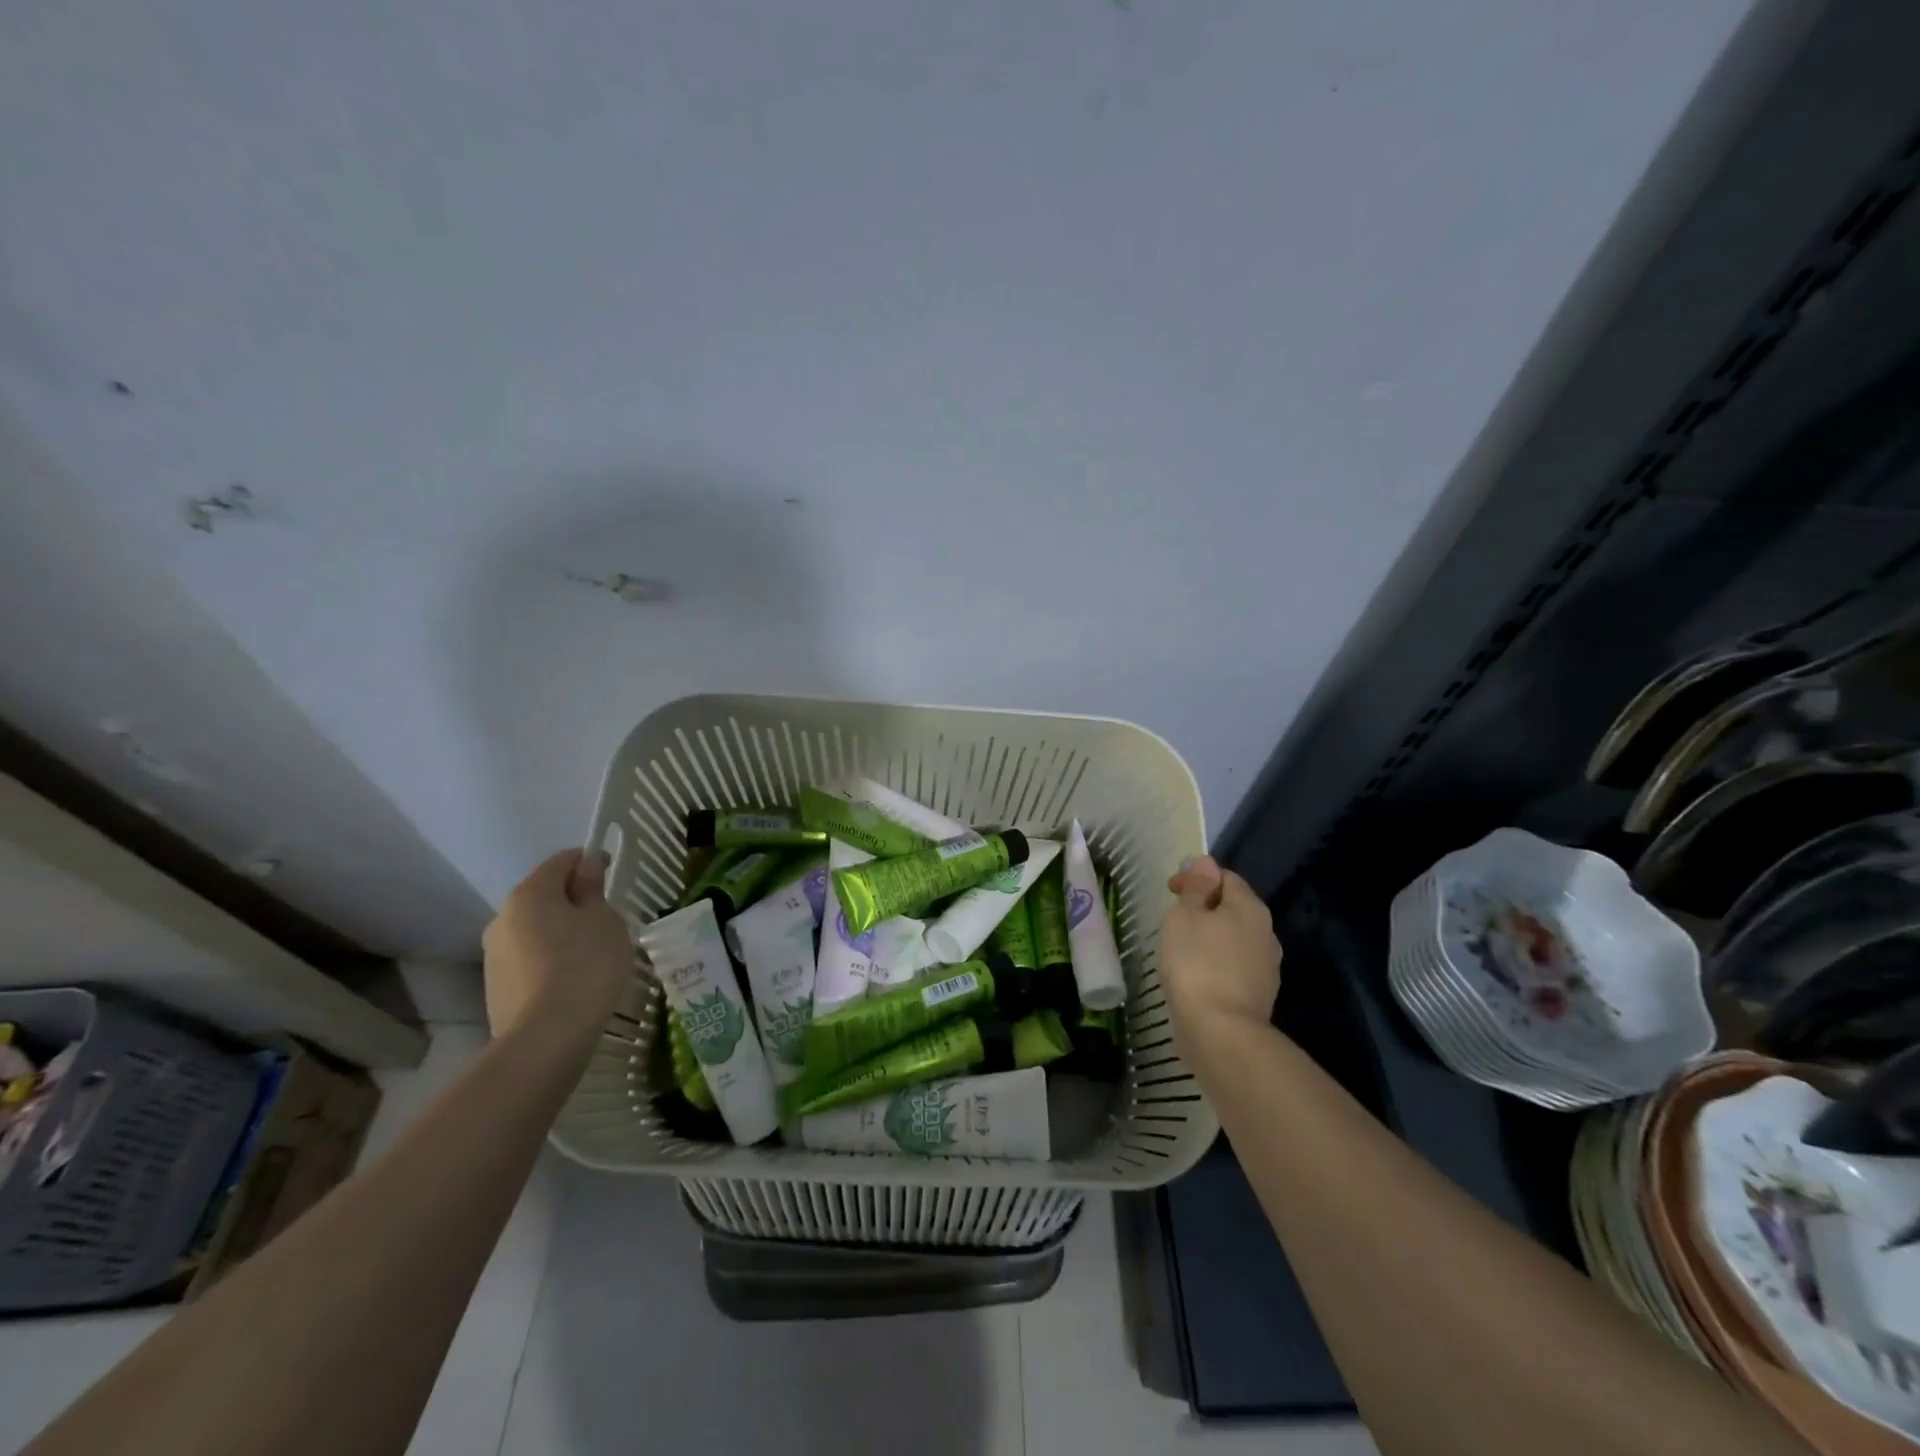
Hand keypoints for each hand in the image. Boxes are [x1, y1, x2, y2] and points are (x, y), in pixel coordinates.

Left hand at [482, 850, 634, 1039]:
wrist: (546, 1038)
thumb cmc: (585, 966)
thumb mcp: (605, 920)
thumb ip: (593, 890)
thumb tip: (587, 867)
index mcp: (530, 893)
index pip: (562, 860)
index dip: (590, 862)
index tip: (613, 876)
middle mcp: (502, 917)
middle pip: (544, 895)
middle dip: (574, 900)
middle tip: (607, 920)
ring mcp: (494, 954)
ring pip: (535, 929)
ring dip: (560, 931)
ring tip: (591, 953)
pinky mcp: (496, 987)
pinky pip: (529, 958)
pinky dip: (550, 959)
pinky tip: (572, 979)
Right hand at [1159, 855, 1282, 1056]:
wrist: (1221, 1032)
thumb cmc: (1196, 963)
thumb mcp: (1186, 916)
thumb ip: (1196, 887)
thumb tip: (1206, 862)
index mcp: (1250, 907)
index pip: (1225, 877)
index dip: (1197, 877)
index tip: (1170, 890)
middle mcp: (1266, 932)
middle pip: (1233, 907)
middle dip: (1205, 907)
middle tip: (1173, 918)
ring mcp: (1266, 966)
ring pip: (1234, 938)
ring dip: (1211, 937)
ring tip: (1181, 947)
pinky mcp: (1258, 995)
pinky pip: (1234, 966)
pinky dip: (1215, 962)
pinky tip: (1196, 974)